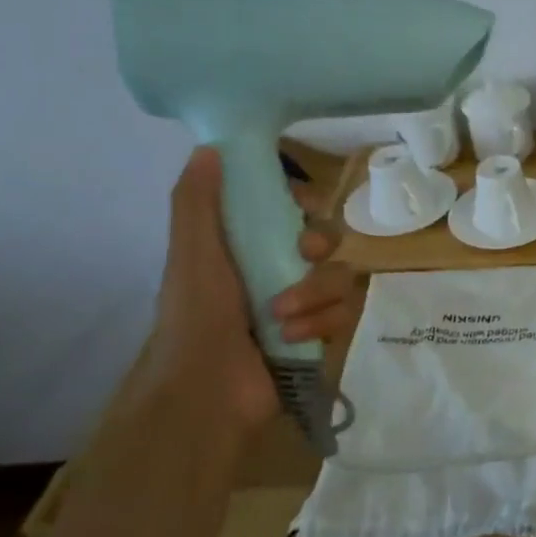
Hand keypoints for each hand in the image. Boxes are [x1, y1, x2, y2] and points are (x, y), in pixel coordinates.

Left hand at [149, 147, 359, 429]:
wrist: (205, 389)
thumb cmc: (196, 315)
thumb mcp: (192, 252)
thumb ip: (198, 201)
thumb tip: (209, 147)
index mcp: (247, 245)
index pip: (291, 208)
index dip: (305, 202)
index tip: (303, 204)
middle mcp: (277, 269)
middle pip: (327, 239)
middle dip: (319, 245)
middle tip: (303, 255)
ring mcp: (302, 303)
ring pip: (340, 276)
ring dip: (313, 292)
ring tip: (281, 316)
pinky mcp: (319, 334)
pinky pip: (343, 313)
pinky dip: (319, 323)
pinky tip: (292, 336)